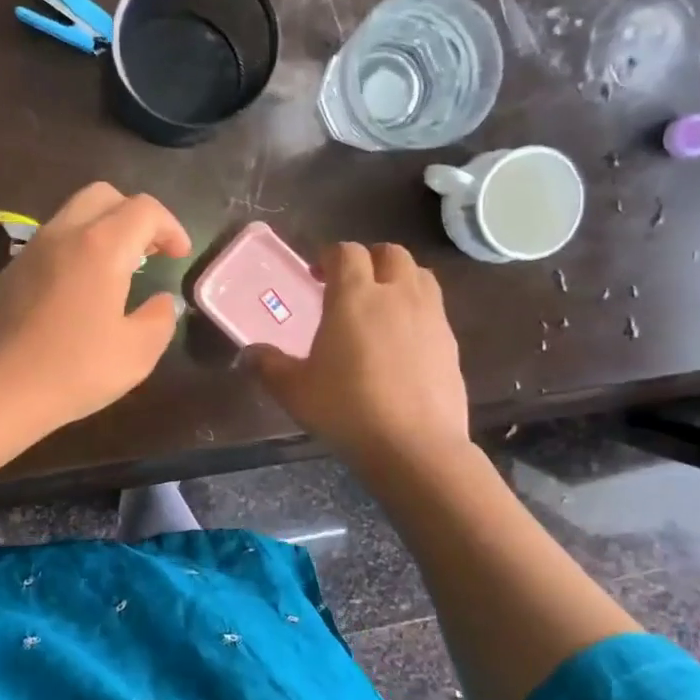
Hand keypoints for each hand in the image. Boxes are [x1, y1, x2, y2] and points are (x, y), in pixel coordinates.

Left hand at [0, 182, 191, 431]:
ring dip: (104, 229)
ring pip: (73, 214)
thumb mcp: (136, 353)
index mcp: (100, 246)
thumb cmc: (73, 370)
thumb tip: (162, 302)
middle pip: (104, 196)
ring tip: (120, 269)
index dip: (171, 227)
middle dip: (135, 215)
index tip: (180, 256)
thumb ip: (160, 319)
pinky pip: (52, 241)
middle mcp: (63, 234)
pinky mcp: (10, 272)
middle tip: (150, 251)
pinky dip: (77, 248)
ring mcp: (31, 251)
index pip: (144, 210)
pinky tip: (82, 290)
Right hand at [249, 242, 470, 466]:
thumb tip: (248, 354)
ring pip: (420, 276)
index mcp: (355, 296)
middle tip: (351, 285)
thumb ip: (268, 366)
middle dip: (369, 260)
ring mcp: (430, 317)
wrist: (414, 446)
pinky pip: (434, 310)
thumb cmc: (346, 410)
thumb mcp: (294, 391)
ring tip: (381, 306)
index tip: (317, 274)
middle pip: (390, 253)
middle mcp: (397, 295)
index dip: (330, 256)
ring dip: (399, 279)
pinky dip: (417, 311)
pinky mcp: (451, 343)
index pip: (346, 253)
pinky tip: (403, 342)